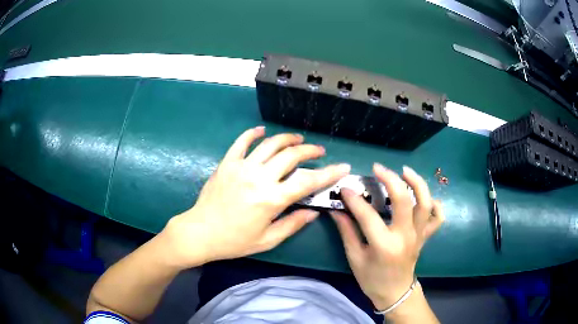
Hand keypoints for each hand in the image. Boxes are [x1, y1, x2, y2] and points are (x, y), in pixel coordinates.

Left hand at [162, 126, 349, 267]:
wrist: (200, 233)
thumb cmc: (234, 241)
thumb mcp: (267, 240)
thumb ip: (293, 224)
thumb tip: (314, 212)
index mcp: (271, 199)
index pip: (307, 181)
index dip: (328, 173)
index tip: (342, 166)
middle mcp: (259, 178)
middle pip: (291, 156)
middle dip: (310, 150)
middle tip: (319, 151)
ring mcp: (241, 167)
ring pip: (270, 144)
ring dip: (287, 139)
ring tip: (298, 140)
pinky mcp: (227, 163)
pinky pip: (241, 142)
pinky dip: (253, 134)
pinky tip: (262, 131)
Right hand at [331, 164, 443, 310]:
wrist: (395, 293)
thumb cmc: (372, 279)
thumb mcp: (355, 258)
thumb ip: (347, 232)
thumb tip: (337, 210)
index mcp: (384, 245)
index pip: (368, 216)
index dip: (354, 200)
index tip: (345, 188)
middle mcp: (405, 237)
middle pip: (403, 201)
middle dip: (390, 180)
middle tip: (378, 168)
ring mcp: (418, 235)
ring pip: (425, 204)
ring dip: (417, 183)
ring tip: (405, 171)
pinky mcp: (425, 236)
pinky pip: (437, 218)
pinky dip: (435, 204)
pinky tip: (424, 196)